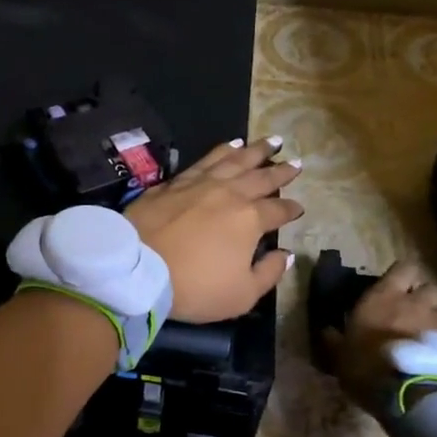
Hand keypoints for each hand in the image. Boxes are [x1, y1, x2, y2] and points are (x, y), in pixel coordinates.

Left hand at [123, 138, 302, 321]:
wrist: (138, 266)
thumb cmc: (194, 286)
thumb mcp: (241, 295)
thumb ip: (268, 273)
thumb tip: (285, 255)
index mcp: (249, 219)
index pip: (277, 210)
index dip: (291, 209)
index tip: (299, 207)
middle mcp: (229, 193)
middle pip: (261, 177)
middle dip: (281, 170)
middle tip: (297, 162)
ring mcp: (200, 183)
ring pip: (234, 160)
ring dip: (255, 151)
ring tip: (270, 141)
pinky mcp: (175, 181)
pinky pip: (205, 159)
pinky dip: (222, 150)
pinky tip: (230, 145)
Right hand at [324, 260, 436, 419]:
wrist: (417, 396)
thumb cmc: (370, 370)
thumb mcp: (341, 358)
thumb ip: (335, 341)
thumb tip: (326, 330)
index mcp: (384, 297)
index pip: (402, 268)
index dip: (402, 276)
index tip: (396, 289)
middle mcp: (418, 301)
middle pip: (429, 287)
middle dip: (425, 298)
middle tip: (416, 315)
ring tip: (434, 340)